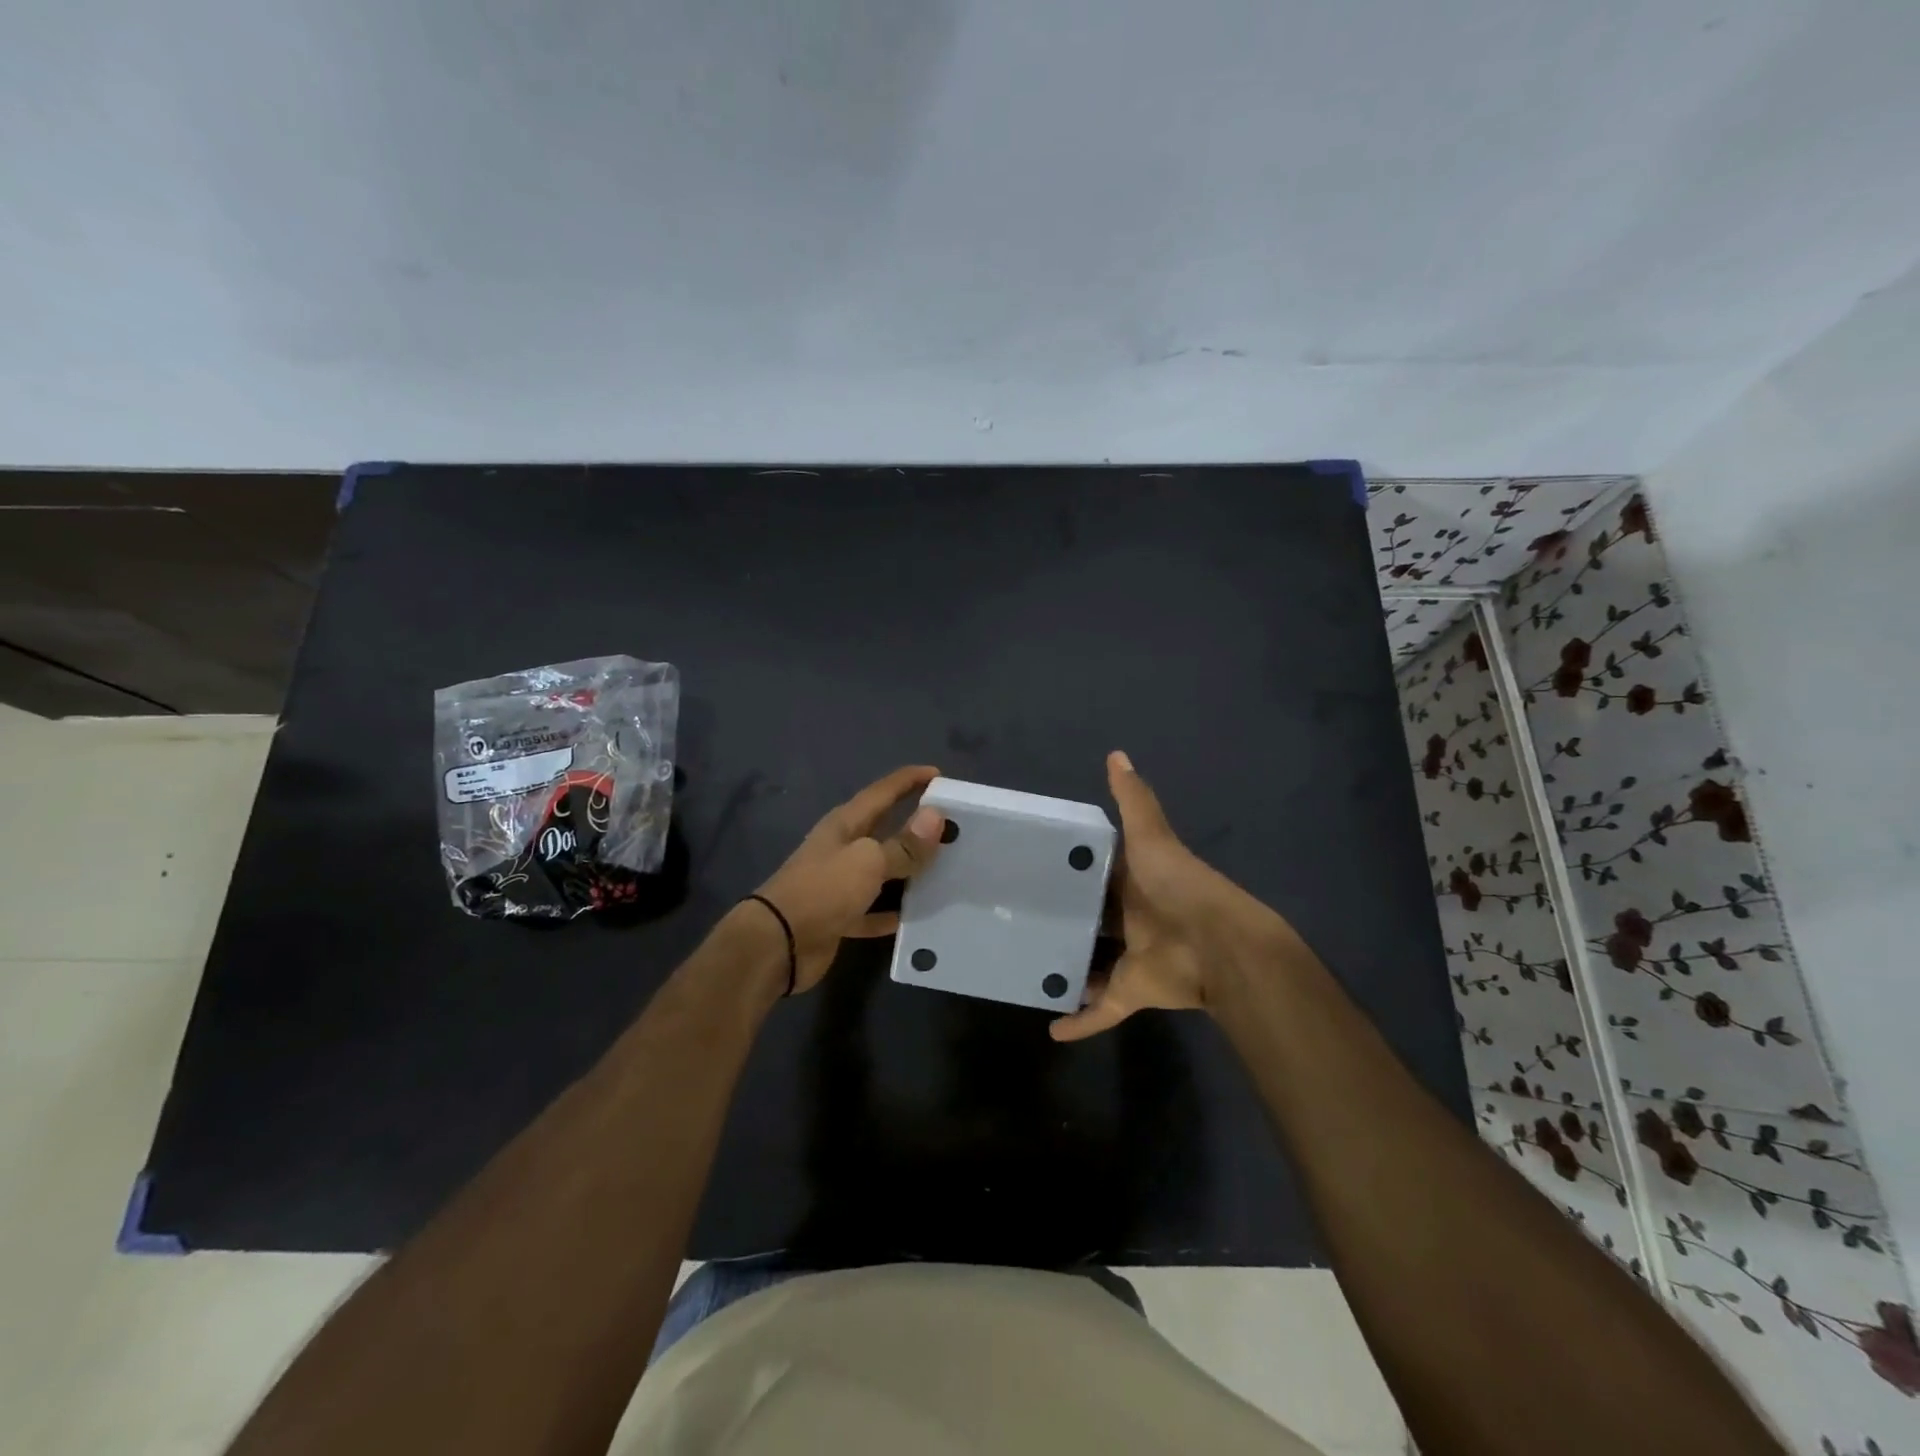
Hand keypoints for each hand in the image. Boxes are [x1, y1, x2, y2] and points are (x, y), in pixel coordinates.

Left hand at [752, 764, 946, 992]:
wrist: (777, 944)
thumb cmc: (822, 890)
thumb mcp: (868, 862)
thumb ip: (903, 844)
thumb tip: (936, 816)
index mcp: (845, 824)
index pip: (882, 792)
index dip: (909, 780)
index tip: (938, 773)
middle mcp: (842, 848)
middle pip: (884, 830)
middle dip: (914, 825)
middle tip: (952, 824)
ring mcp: (839, 883)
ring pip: (881, 870)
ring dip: (907, 869)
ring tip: (944, 868)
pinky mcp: (839, 916)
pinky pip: (872, 910)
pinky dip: (891, 912)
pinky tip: (915, 916)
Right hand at [1050, 751, 1296, 1041]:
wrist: (1220, 946)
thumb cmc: (1179, 886)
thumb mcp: (1152, 836)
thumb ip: (1134, 800)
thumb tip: (1116, 754)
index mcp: (1131, 881)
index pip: (1093, 873)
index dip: (1066, 869)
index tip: (1027, 866)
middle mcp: (1128, 918)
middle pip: (1088, 920)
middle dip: (1061, 920)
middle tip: (1013, 918)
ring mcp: (1129, 957)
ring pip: (1090, 964)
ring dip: (1066, 968)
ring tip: (1023, 966)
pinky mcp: (1131, 991)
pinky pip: (1100, 1010)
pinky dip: (1080, 1021)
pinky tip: (1050, 1028)